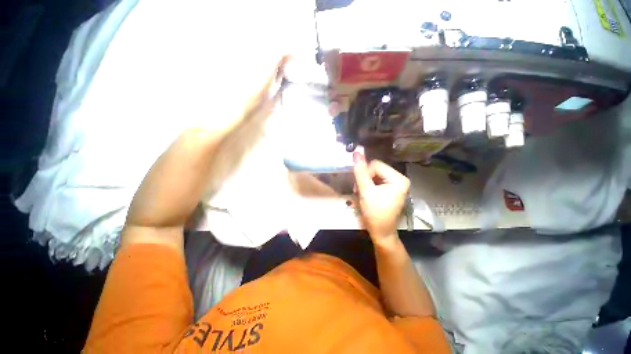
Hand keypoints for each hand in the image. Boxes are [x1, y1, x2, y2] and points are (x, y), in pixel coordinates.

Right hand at [353, 152, 409, 240]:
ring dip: (366, 182)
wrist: (381, 232)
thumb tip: (356, 153)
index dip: (365, 173)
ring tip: (362, 193)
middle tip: (359, 190)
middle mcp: (400, 178)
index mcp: (398, 178)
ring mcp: (397, 184)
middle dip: (365, 178)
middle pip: (376, 169)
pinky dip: (370, 185)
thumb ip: (360, 172)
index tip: (359, 186)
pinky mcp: (392, 188)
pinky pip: (378, 180)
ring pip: (375, 174)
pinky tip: (366, 193)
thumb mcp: (365, 191)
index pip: (376, 165)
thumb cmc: (374, 213)